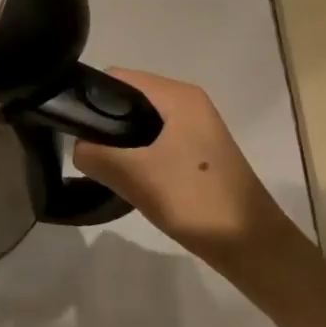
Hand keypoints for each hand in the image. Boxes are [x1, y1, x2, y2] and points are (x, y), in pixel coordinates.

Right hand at [72, 70, 304, 282]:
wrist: (255, 248)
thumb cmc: (196, 200)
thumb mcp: (136, 176)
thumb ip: (95, 155)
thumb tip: (78, 148)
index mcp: (177, 95)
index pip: (117, 78)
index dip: (90, 97)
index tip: (71, 125)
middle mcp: (188, 102)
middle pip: (129, 99)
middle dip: (105, 123)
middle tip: (87, 153)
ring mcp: (196, 128)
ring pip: (141, 123)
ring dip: (121, 143)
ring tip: (106, 168)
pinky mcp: (199, 153)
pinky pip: (156, 141)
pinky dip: (139, 155)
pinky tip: (132, 180)